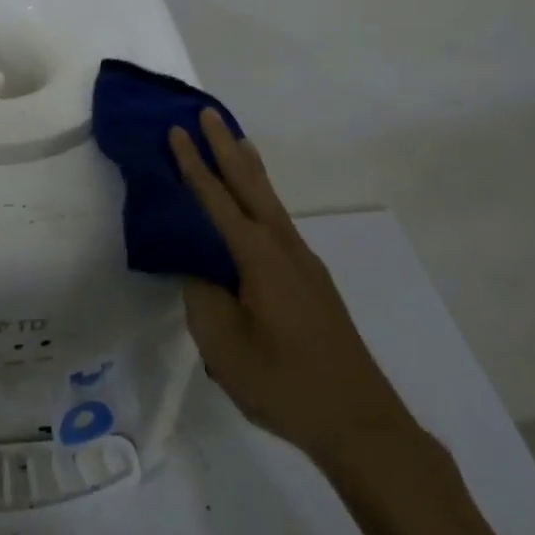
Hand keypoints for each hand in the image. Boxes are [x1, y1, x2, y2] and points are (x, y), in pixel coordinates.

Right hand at [170, 108, 413, 461]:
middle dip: (225, 147)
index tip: (175, 131)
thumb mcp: (224, 346)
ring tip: (235, 139)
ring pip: (269, 200)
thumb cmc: (284, 383)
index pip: (217, 200)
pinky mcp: (311, 280)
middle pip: (250, 185)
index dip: (193, 165)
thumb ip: (202, 297)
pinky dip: (260, 197)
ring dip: (248, 168)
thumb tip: (195, 266)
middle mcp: (284, 247)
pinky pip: (277, 222)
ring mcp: (303, 262)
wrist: (359, 421)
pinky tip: (255, 206)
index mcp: (259, 257)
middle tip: (207, 113)